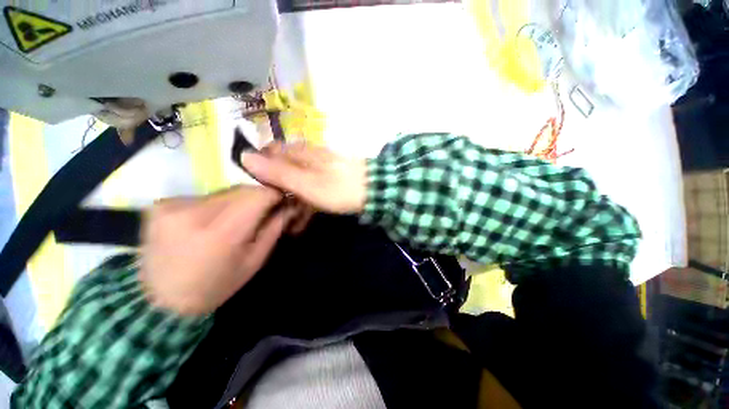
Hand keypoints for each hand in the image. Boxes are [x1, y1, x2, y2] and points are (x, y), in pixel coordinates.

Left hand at [139, 186, 294, 316]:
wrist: (163, 298)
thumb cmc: (210, 290)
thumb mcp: (247, 268)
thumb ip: (269, 234)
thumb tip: (286, 207)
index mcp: (223, 233)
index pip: (257, 193)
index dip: (271, 194)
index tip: (276, 200)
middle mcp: (197, 211)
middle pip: (235, 189)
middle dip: (246, 200)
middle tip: (245, 218)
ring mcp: (174, 205)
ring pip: (213, 193)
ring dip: (220, 205)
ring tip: (213, 229)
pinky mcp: (160, 205)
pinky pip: (191, 199)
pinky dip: (197, 210)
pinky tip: (191, 229)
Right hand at [240, 142, 366, 213]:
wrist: (377, 192)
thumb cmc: (337, 188)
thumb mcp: (303, 183)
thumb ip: (275, 172)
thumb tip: (244, 156)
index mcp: (299, 152)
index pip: (269, 152)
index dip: (257, 165)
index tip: (249, 187)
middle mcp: (307, 155)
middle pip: (281, 168)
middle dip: (272, 187)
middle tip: (266, 209)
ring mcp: (319, 167)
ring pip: (294, 181)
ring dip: (287, 199)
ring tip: (284, 222)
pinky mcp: (329, 180)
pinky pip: (309, 190)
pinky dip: (302, 203)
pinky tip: (300, 220)